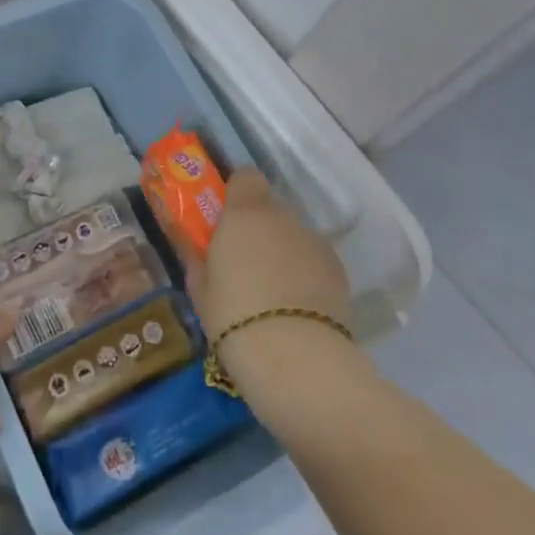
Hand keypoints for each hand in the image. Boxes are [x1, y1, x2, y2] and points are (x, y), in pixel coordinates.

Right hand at [179, 170, 357, 413]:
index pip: (245, 177)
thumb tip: (196, 250)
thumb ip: (198, 260)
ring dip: (283, 252)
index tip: (225, 217)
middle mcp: (283, 218)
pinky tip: (297, 306)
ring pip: (294, 236)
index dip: (236, 193)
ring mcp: (315, 242)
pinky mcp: (338, 270)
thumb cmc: (233, 316)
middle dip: (258, 228)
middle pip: (270, 209)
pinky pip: (314, 260)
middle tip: (244, 262)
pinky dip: (305, 273)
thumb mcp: (200, 290)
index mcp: (245, 213)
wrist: (295, 357)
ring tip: (273, 291)